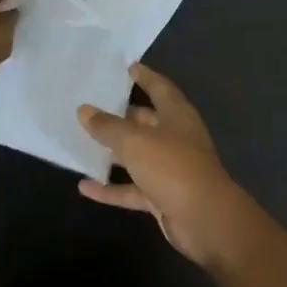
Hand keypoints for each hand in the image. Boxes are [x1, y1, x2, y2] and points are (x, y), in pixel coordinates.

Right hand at [77, 64, 268, 270]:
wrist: (204, 219)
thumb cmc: (172, 167)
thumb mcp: (135, 141)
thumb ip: (108, 126)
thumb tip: (84, 110)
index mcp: (177, 116)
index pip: (160, 88)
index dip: (145, 76)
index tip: (128, 66)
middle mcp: (175, 138)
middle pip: (146, 122)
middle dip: (123, 115)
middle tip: (94, 105)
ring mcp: (170, 169)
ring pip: (138, 156)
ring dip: (114, 152)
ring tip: (82, 143)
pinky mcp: (162, 197)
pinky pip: (132, 188)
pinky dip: (111, 188)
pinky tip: (84, 186)